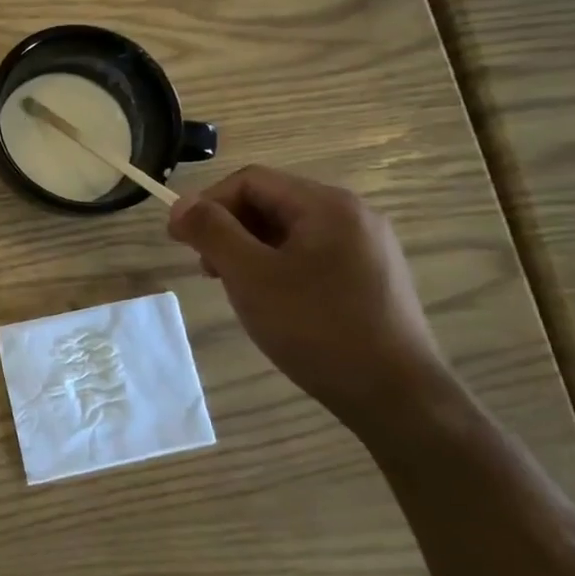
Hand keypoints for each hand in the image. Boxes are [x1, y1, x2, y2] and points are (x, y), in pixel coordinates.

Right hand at [168, 166, 452, 435]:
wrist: (395, 394)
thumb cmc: (316, 327)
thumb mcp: (250, 275)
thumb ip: (212, 231)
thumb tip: (180, 204)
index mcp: (327, 204)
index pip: (250, 181)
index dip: (207, 203)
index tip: (179, 240)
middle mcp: (352, 214)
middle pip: (270, 201)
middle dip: (228, 228)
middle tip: (206, 269)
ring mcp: (366, 245)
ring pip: (288, 230)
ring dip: (249, 249)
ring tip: (234, 287)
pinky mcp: (370, 275)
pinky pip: (310, 253)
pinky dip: (277, 265)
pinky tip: (271, 300)